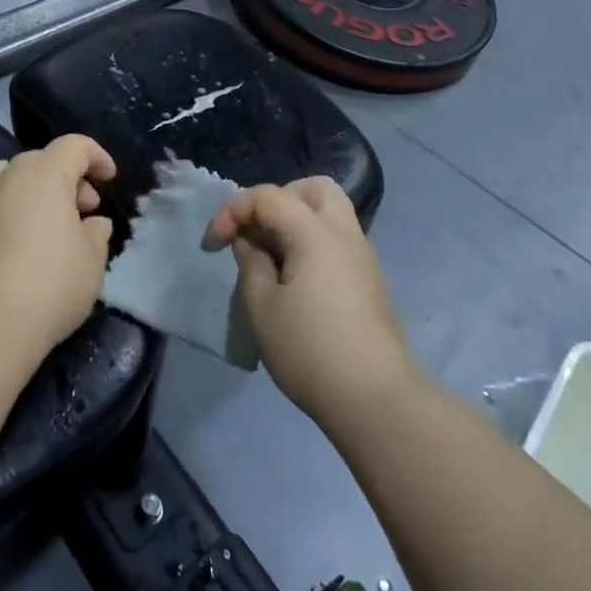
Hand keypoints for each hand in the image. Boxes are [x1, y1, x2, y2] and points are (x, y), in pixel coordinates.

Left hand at [0, 135, 116, 356]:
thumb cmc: (50, 284)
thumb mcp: (91, 262)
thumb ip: (96, 235)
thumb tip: (93, 223)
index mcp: (44, 173)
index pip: (74, 146)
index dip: (96, 157)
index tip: (109, 179)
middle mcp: (6, 176)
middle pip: (40, 162)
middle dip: (65, 180)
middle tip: (82, 213)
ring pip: (7, 181)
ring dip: (30, 194)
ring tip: (43, 227)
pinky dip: (3, 217)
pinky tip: (11, 249)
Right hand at [203, 177, 413, 430]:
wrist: (378, 402)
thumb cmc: (311, 350)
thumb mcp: (261, 307)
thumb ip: (250, 264)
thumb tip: (252, 244)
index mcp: (314, 232)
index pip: (267, 196)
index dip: (232, 212)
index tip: (212, 247)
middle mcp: (344, 234)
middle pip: (313, 188)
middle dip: (277, 199)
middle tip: (256, 231)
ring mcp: (363, 258)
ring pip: (330, 213)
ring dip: (296, 221)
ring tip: (271, 256)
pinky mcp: (369, 283)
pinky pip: (337, 241)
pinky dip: (311, 244)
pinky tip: (294, 280)